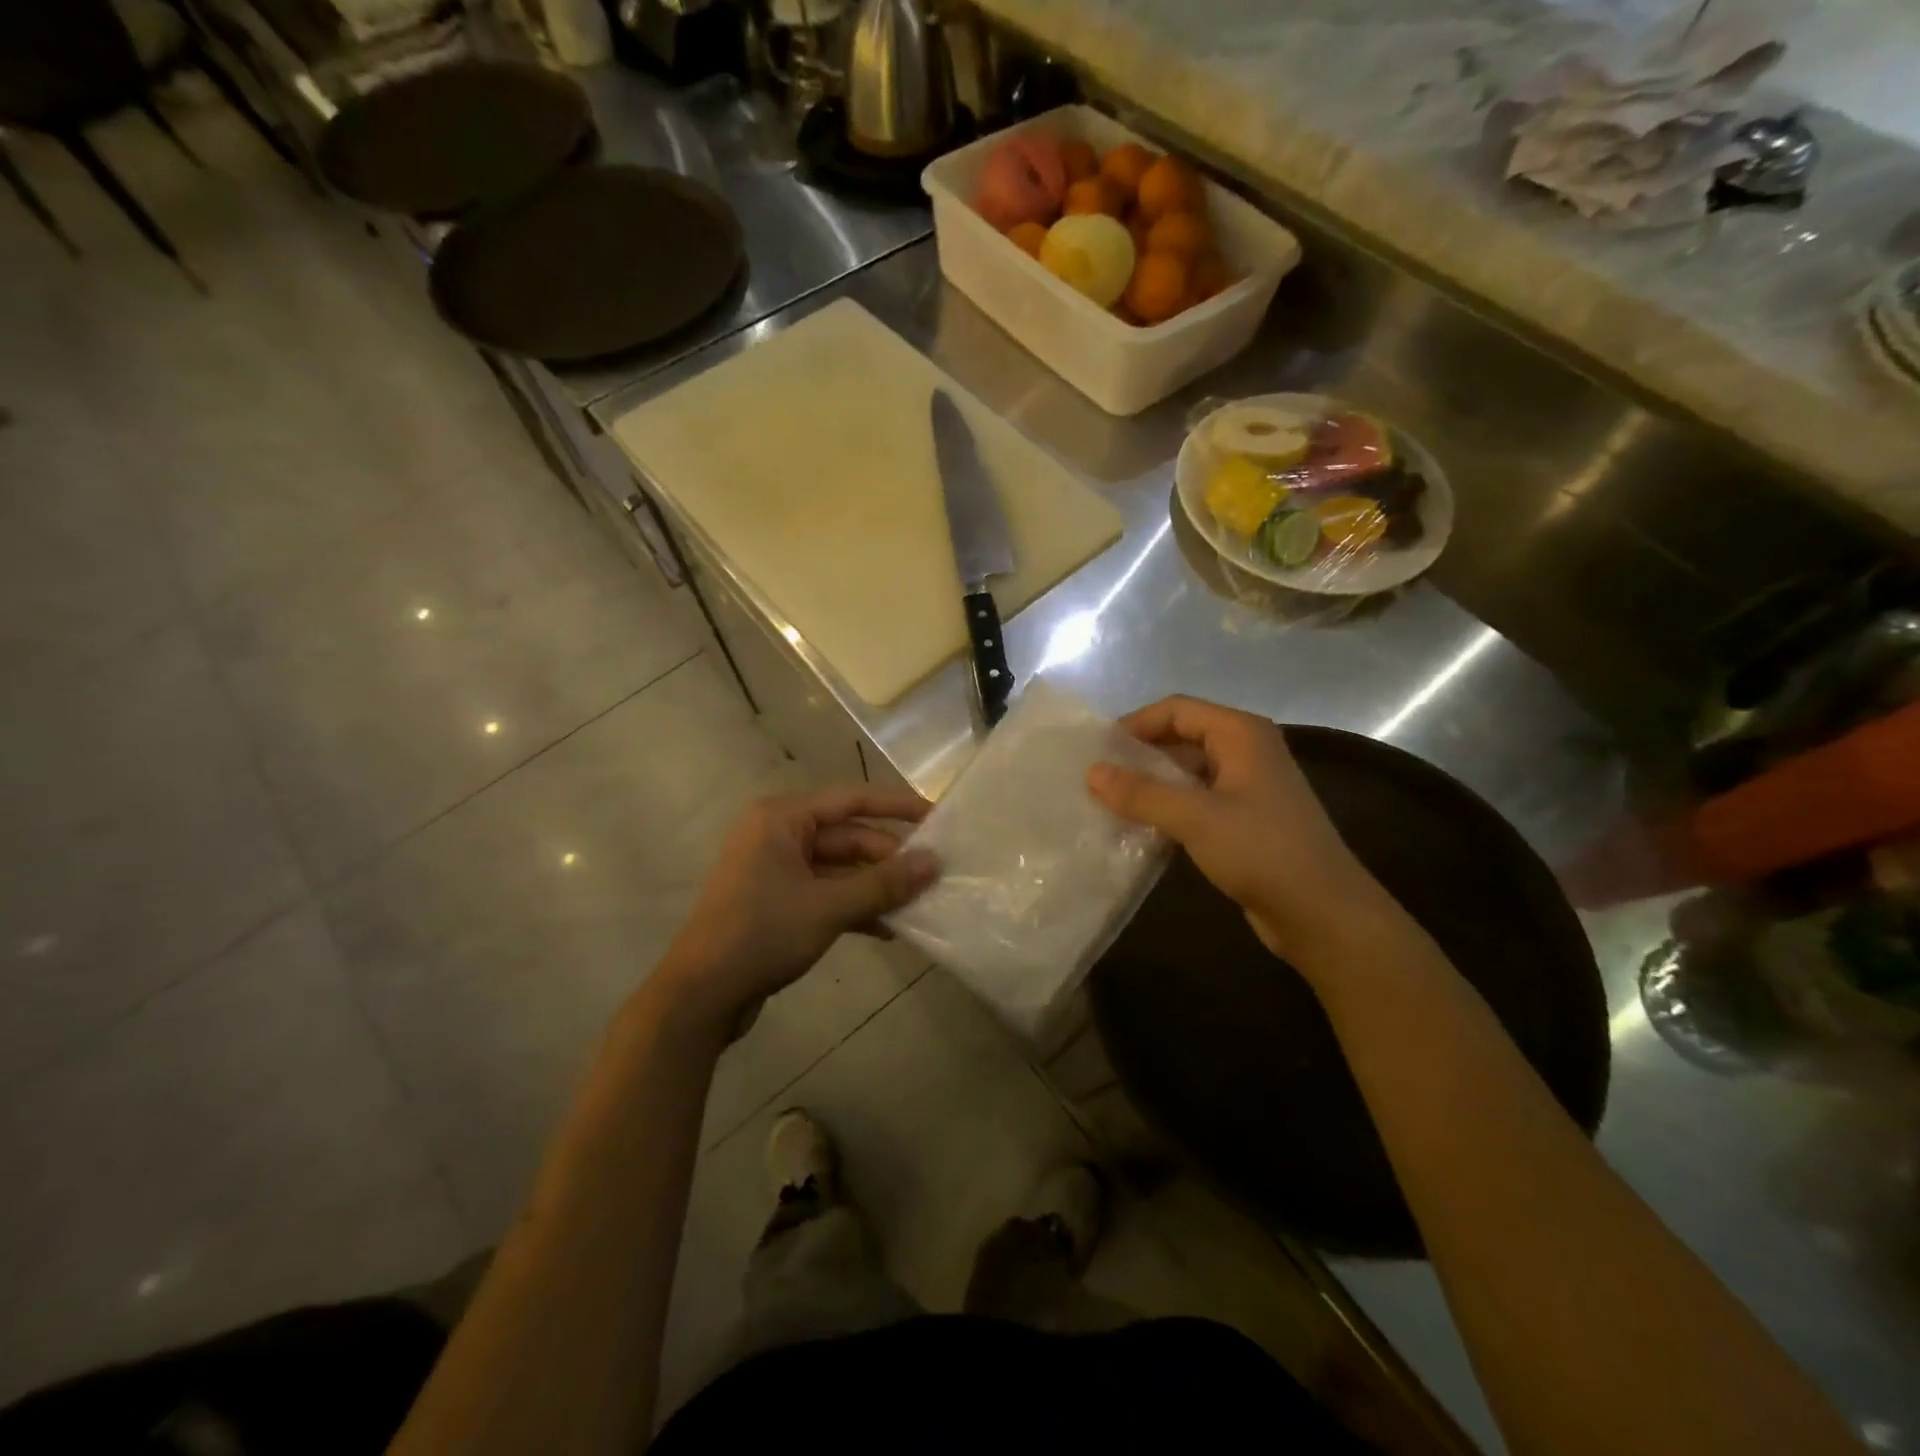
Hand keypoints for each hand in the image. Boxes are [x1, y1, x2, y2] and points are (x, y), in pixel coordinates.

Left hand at [655, 786, 938, 1034]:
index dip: (898, 807)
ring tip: (918, 904)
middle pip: (848, 836)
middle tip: (933, 876)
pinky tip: (887, 929)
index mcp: (783, 817)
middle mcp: (778, 834)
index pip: (852, 799)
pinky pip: (826, 892)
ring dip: (875, 886)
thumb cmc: (762, 933)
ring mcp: (776, 869)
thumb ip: (884, 883)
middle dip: (889, 859)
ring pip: (840, 868)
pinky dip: (854, 906)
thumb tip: (934, 863)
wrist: (701, 995)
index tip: (938, 817)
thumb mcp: (829, 907)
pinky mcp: (778, 901)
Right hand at [1087, 695, 1388, 967]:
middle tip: (1098, 778)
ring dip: (1151, 783)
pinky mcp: (1245, 819)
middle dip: (1140, 754)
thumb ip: (1142, 793)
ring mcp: (1247, 786)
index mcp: (1241, 733)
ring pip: (1187, 771)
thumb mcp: (1196, 818)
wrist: (1323, 913)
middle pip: (1181, 736)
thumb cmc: (1263, 851)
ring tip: (1110, 802)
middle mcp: (1246, 750)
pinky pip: (1197, 800)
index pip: (1176, 709)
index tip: (1097, 750)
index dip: (1135, 724)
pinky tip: (1141, 827)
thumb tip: (1091, 772)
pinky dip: (1168, 807)